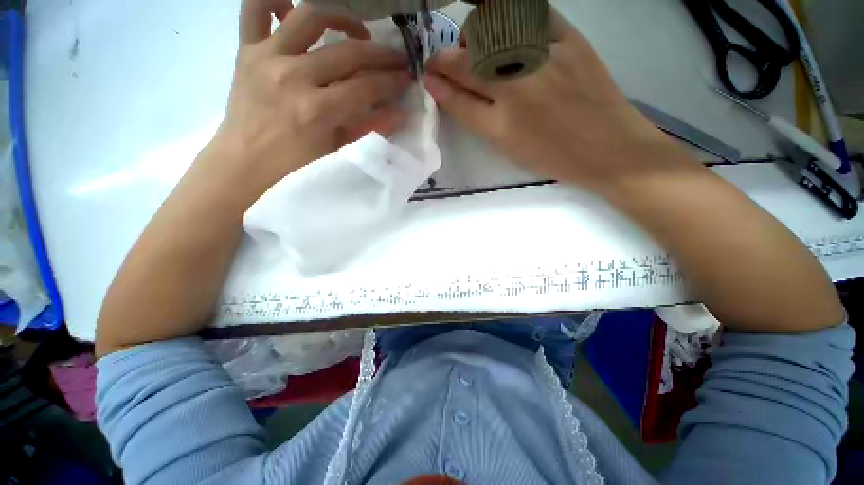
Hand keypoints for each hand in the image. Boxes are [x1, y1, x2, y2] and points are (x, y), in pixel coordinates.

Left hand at [201, 0, 412, 205]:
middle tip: (397, 57)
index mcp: (316, 110)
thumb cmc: (296, 158)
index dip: (392, 80)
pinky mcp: (245, 47)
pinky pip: (255, 6)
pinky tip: (295, 11)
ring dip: (341, 18)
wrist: (247, 156)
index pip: (366, 87)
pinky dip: (276, 0)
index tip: (407, 76)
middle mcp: (293, 76)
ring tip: (356, 33)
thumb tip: (400, 112)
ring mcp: (266, 56)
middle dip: (382, 55)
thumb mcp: (337, 145)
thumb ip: (369, 125)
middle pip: (348, 53)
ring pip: (309, 15)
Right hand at [425, 11, 697, 194]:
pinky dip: (511, 15)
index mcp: (500, 127)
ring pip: (492, 32)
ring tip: (475, 45)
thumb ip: (482, 121)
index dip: (438, 85)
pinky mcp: (571, 40)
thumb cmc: (555, 158)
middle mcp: (516, 90)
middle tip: (441, 59)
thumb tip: (458, 94)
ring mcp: (543, 60)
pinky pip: (532, 15)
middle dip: (444, 59)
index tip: (428, 75)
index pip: (457, 99)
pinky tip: (507, 28)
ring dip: (473, 35)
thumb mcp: (510, 149)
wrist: (609, 149)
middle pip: (467, 65)